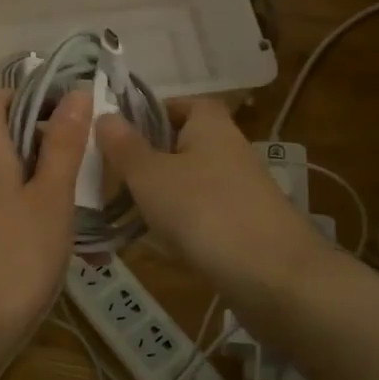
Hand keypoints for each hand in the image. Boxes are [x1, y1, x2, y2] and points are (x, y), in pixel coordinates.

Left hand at [0, 88, 91, 357]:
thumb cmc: (16, 255)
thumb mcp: (51, 196)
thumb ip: (64, 145)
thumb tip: (76, 93)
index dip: (27, 93)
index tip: (68, 106)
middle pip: (11, 134)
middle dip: (54, 137)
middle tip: (93, 153)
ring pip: (23, 173)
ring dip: (59, 179)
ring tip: (97, 198)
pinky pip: (23, 206)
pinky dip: (52, 212)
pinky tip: (86, 242)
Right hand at [97, 99, 321, 305]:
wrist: (274, 276)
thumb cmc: (204, 211)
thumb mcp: (150, 176)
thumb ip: (124, 146)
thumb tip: (104, 115)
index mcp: (210, 125)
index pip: (180, 102)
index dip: (149, 112)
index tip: (116, 132)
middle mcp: (228, 149)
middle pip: (181, 143)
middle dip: (146, 158)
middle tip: (109, 175)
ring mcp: (238, 189)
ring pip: (188, 181)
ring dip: (158, 194)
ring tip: (123, 211)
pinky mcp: (242, 224)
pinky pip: (200, 213)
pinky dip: (178, 223)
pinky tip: (156, 242)